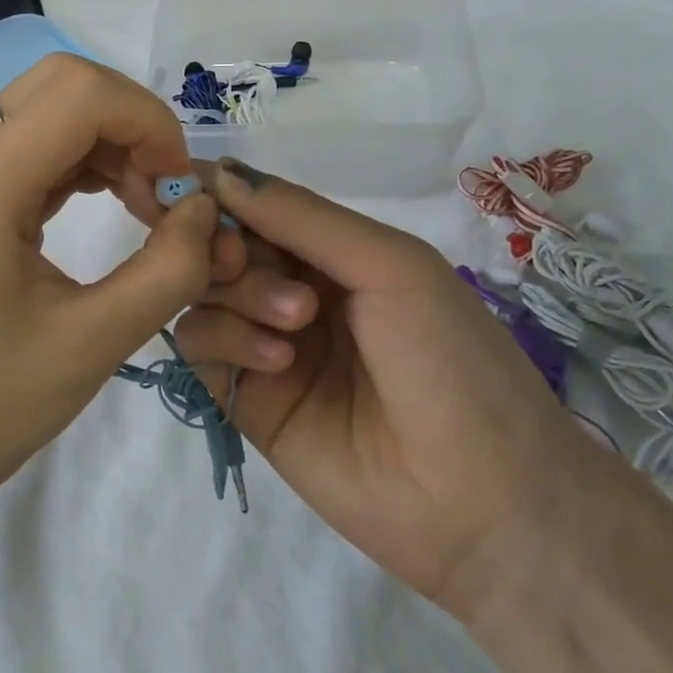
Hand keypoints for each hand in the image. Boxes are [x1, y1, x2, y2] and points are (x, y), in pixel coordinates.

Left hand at [0, 54, 243, 514]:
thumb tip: (206, 210)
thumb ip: (169, 269)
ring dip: (110, 141)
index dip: (150, 123)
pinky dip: (82, 161)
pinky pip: (30, 146)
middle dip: (131, 122)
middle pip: (61, 83)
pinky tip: (112, 205)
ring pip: (47, 108)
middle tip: (163, 193)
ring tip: (146, 208)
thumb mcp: (95, 343)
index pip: (80, 93)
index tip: (180, 190)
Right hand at [175, 159, 584, 610]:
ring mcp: (266, 344)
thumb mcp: (390, 266)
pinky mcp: (245, 397)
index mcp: (333, 252)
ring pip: (203, 293)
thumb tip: (219, 172)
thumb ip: (302, 217)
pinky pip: (200, 347)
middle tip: (241, 259)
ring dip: (236, 293)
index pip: (255, 206)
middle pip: (220, 245)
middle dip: (226, 245)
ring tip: (295, 323)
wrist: (483, 501)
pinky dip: (224, 339)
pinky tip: (276, 362)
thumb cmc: (452, 360)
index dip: (218, 194)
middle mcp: (293, 290)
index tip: (189, 194)